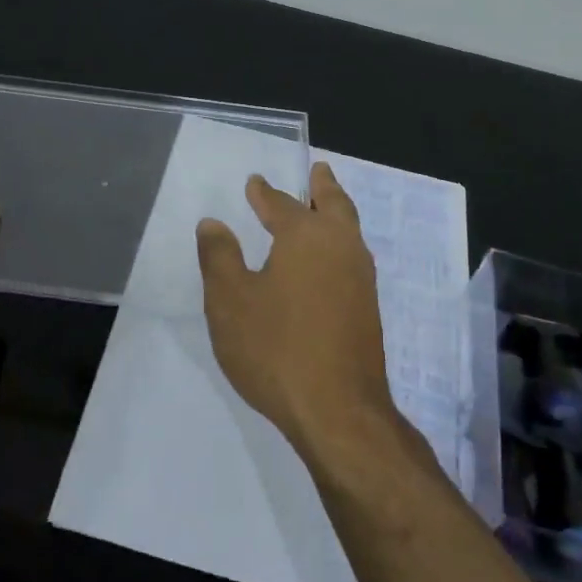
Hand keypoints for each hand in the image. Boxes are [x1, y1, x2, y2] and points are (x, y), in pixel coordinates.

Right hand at [195, 162, 395, 454]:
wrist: (338, 411)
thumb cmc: (276, 348)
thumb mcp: (230, 301)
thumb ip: (219, 256)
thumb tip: (213, 223)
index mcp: (306, 236)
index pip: (282, 204)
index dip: (265, 193)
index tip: (255, 183)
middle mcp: (341, 247)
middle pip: (333, 204)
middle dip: (321, 186)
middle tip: (317, 170)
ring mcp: (361, 278)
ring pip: (349, 230)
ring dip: (335, 212)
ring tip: (324, 206)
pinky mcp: (368, 309)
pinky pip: (352, 258)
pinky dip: (340, 243)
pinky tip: (329, 261)